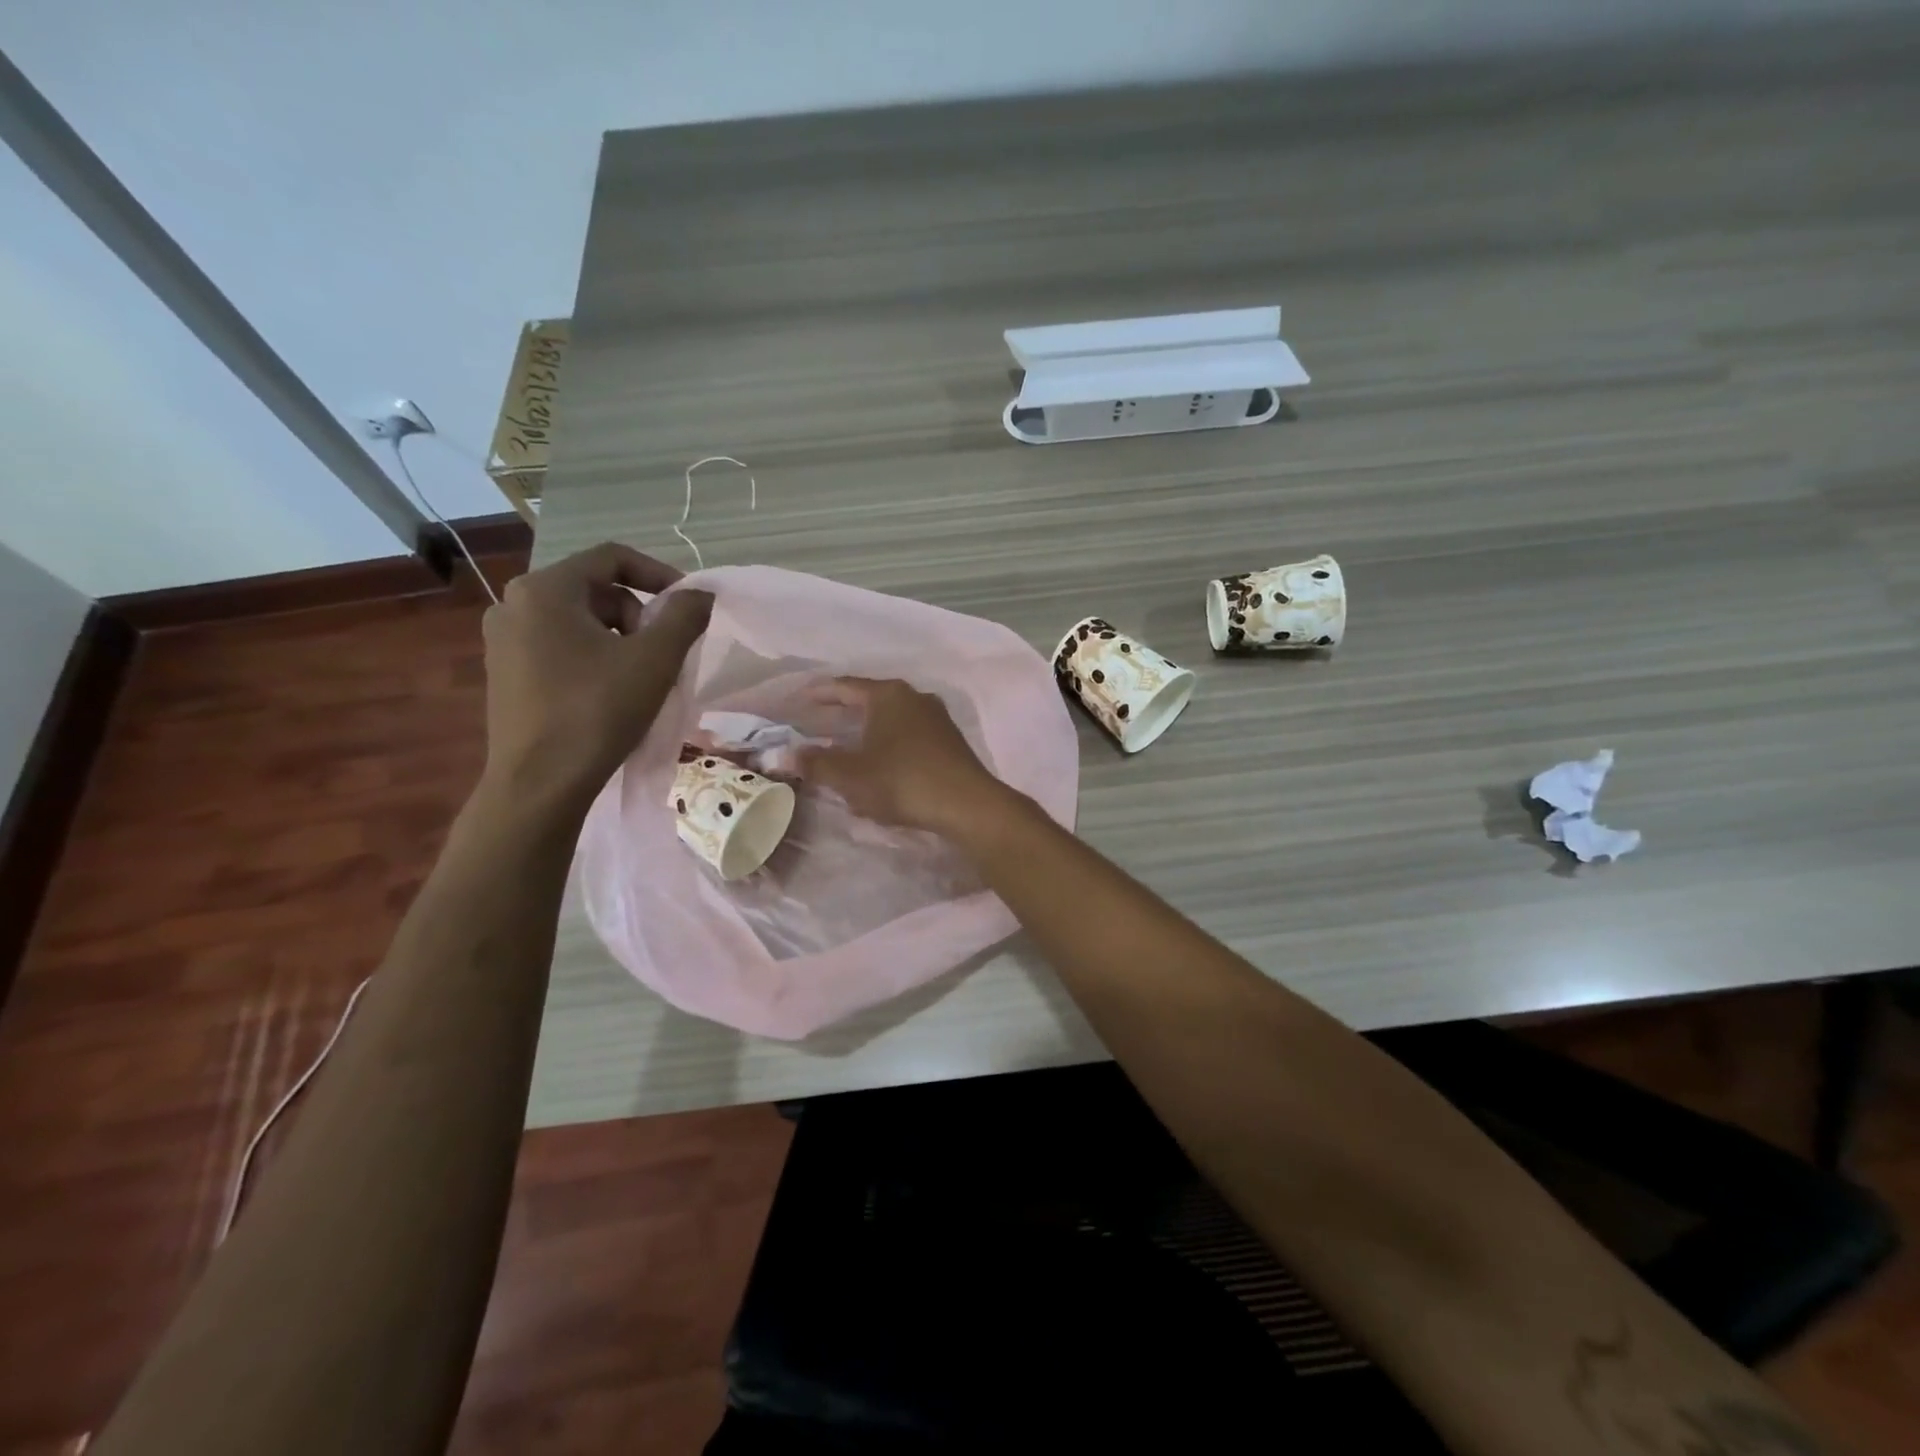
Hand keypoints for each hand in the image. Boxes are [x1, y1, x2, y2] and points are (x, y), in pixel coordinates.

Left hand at [480, 543, 711, 812]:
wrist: (540, 784)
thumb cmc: (597, 711)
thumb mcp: (654, 660)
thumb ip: (684, 617)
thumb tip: (701, 595)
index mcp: (545, 589)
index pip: (612, 557)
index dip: (659, 573)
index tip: (688, 605)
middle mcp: (513, 604)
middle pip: (595, 589)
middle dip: (638, 613)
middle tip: (664, 650)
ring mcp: (502, 641)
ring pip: (578, 620)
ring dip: (619, 637)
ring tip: (642, 675)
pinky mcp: (504, 673)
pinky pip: (558, 646)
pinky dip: (593, 656)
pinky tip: (610, 692)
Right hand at [796, 678, 1011, 837]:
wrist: (967, 804)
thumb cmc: (902, 781)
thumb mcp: (851, 775)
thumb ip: (816, 763)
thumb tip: (785, 756)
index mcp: (888, 695)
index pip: (844, 686)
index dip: (817, 694)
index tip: (797, 701)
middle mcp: (914, 697)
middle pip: (869, 700)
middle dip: (841, 713)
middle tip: (814, 723)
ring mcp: (936, 718)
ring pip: (890, 718)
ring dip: (865, 730)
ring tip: (843, 744)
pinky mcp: (949, 741)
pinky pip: (908, 734)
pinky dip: (887, 743)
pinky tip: (877, 762)